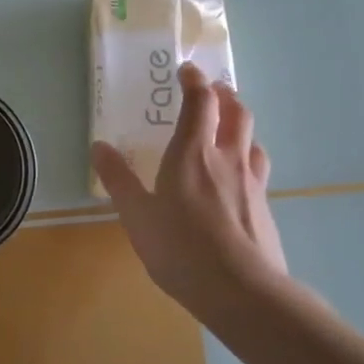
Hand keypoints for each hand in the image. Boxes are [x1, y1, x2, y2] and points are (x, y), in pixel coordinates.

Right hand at [92, 62, 293, 326]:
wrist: (243, 292)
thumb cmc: (181, 248)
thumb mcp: (136, 215)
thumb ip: (118, 179)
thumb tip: (99, 146)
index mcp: (192, 153)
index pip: (200, 103)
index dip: (194, 82)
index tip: (186, 71)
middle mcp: (226, 159)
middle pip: (236, 113)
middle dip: (224, 96)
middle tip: (212, 92)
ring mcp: (251, 183)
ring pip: (252, 139)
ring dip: (240, 125)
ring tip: (228, 129)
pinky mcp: (265, 208)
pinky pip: (258, 169)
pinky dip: (247, 159)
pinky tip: (238, 178)